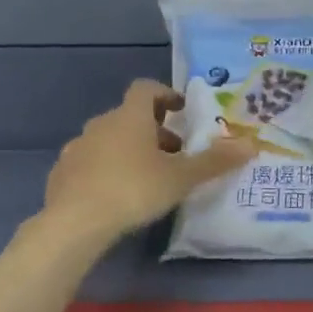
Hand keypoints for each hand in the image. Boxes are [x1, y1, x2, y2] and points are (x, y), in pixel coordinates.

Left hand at [43, 80, 256, 243]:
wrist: (74, 222)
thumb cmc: (134, 190)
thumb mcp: (181, 178)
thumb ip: (215, 161)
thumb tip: (251, 145)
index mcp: (130, 117)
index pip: (146, 89)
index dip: (165, 95)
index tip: (181, 110)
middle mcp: (101, 124)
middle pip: (130, 116)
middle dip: (154, 131)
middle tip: (174, 154)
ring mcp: (77, 148)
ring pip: (109, 139)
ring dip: (130, 150)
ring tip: (148, 178)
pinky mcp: (62, 173)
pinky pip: (90, 162)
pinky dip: (107, 169)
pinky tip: (117, 195)